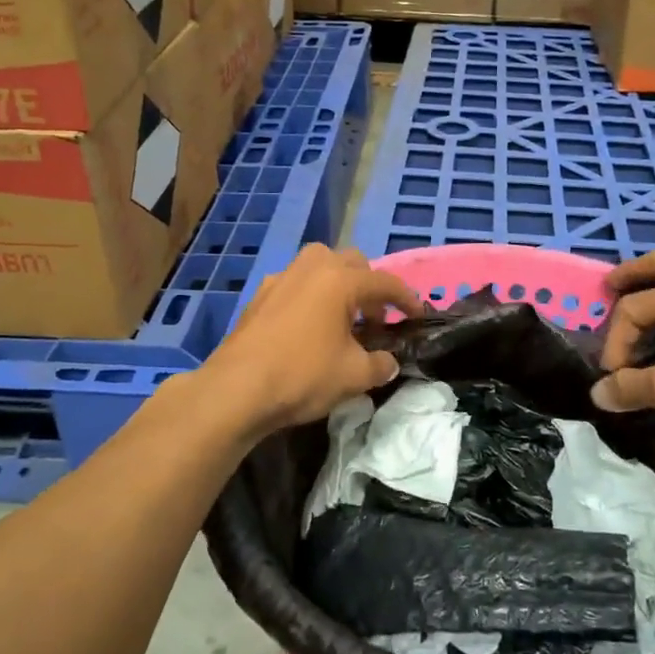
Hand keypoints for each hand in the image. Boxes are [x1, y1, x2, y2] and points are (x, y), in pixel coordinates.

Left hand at [200, 243, 424, 435]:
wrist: (236, 390)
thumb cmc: (302, 375)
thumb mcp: (354, 376)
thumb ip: (380, 364)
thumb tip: (388, 362)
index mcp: (339, 280)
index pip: (384, 282)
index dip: (407, 299)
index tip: (418, 315)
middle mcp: (311, 269)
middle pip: (351, 262)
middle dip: (370, 286)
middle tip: (376, 319)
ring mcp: (281, 279)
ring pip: (319, 266)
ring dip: (338, 285)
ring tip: (343, 319)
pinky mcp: (259, 296)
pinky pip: (296, 284)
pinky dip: (312, 296)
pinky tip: (309, 328)